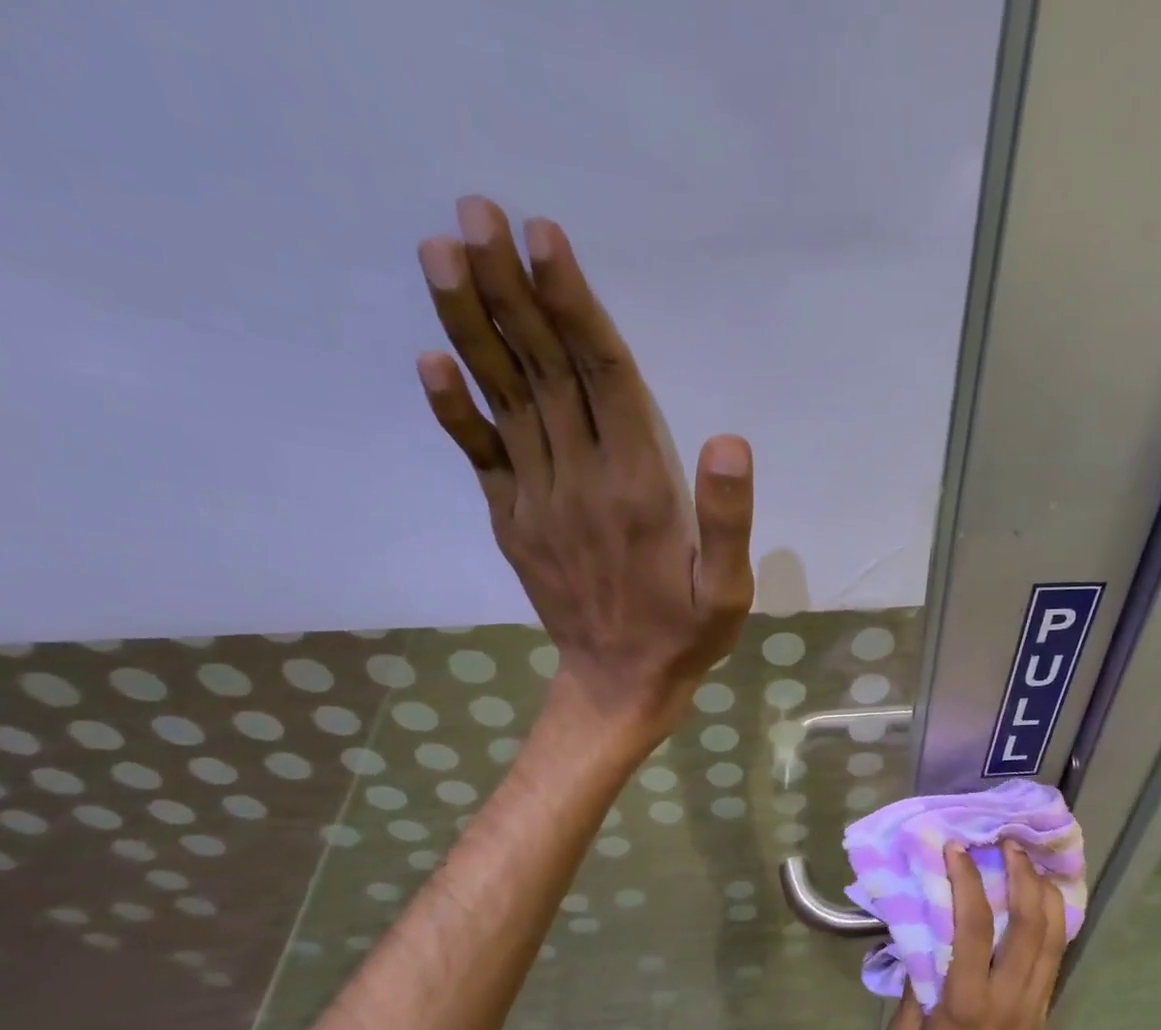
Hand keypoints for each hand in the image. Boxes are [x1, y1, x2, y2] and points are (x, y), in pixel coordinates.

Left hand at [416, 197, 753, 744]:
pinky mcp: (512, 523)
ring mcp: (538, 503)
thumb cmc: (684, 636)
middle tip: (476, 212)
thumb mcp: (730, 592)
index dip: (574, 307)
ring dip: (472, 327)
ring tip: (441, 254)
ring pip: (505, 402)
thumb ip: (728, 521)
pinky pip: (479, 458)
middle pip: (544, 374)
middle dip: (511, 291)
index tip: (543, 237)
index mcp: (639, 491)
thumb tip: (730, 441)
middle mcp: (581, 483)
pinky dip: (454, 410)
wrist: (618, 686)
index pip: (604, 380)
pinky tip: (431, 360)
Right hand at [886, 842, 1066, 1029]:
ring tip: (1028, 863)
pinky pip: (1053, 958)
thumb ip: (914, 989)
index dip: (965, 882)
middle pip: (1029, 924)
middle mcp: (1009, 997)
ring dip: (1043, 893)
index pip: (972, 928)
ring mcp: (1033, 1006)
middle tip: (1007, 845)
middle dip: (1021, 876)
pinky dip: (1051, 923)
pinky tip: (1040, 904)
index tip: (956, 851)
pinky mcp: (1042, 1015)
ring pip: (1052, 938)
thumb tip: (921, 945)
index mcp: (967, 1004)